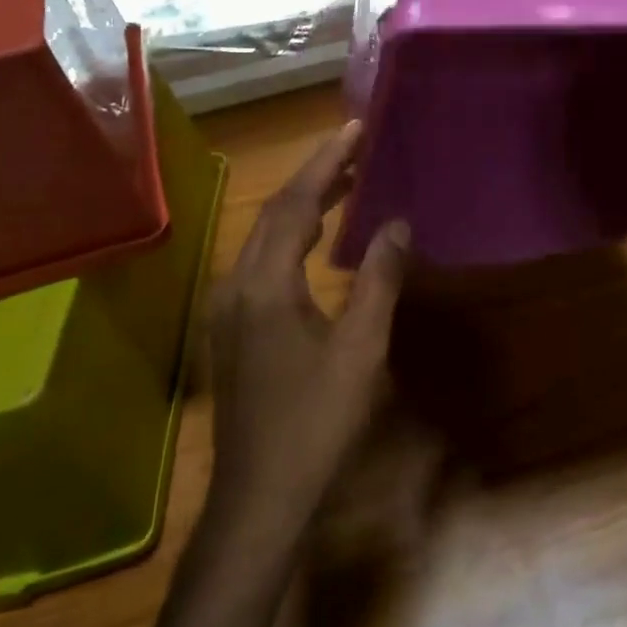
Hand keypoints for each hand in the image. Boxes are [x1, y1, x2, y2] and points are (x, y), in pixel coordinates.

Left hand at [207, 121, 410, 550]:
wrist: (260, 498)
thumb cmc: (316, 423)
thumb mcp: (360, 350)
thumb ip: (378, 280)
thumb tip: (398, 223)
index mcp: (265, 283)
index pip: (297, 203)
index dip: (328, 162)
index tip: (356, 128)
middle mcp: (237, 283)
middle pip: (275, 212)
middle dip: (315, 174)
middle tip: (356, 146)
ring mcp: (228, 306)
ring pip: (265, 235)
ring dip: (303, 203)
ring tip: (345, 180)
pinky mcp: (232, 326)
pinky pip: (262, 260)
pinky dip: (291, 234)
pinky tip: (317, 239)